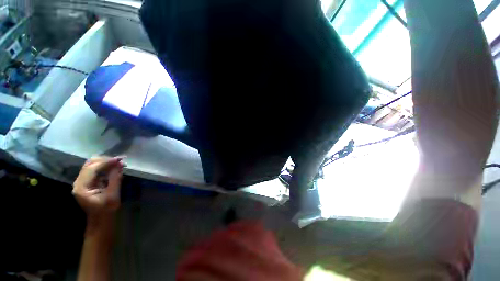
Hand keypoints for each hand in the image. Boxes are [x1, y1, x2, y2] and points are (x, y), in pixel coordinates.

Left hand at [73, 157, 124, 218]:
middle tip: (120, 161)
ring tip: (118, 163)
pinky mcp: (86, 181)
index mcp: (82, 187)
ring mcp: (81, 181)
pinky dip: (104, 166)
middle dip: (105, 160)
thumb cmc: (107, 209)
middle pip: (90, 164)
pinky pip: (94, 168)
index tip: (120, 159)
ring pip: (92, 164)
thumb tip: (120, 164)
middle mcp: (78, 182)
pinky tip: (113, 167)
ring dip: (105, 162)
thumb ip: (115, 179)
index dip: (106, 162)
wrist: (100, 218)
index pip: (92, 169)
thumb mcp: (113, 195)